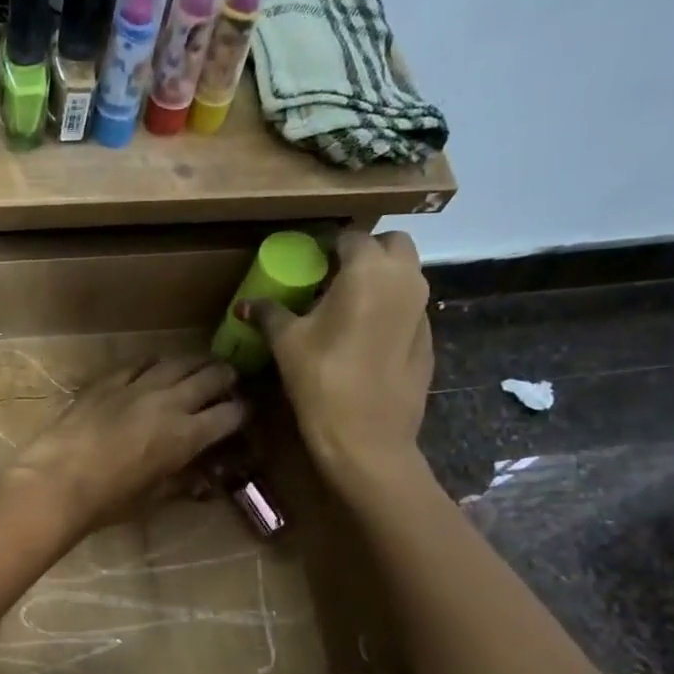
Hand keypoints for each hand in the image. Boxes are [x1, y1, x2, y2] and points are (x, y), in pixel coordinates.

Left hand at [3, 358, 246, 534]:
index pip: (230, 414)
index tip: (243, 415)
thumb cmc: (107, 501)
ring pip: (178, 362)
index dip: (243, 413)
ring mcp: (137, 386)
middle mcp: (169, 402)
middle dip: (226, 378)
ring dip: (195, 363)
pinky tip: (156, 368)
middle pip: (211, 377)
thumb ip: (181, 485)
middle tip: (229, 381)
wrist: (56, 481)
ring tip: (199, 367)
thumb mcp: (153, 499)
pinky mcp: (108, 380)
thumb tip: (202, 483)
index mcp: (187, 435)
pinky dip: (155, 364)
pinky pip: (140, 362)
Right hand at [238, 229, 432, 492]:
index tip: (307, 260)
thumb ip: (268, 314)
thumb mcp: (286, 343)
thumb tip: (245, 304)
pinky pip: (408, 309)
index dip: (327, 245)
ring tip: (344, 307)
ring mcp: (422, 310)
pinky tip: (363, 339)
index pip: (350, 236)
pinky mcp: (428, 339)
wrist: (367, 437)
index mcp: (368, 270)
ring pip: (405, 276)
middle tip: (332, 276)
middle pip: (392, 245)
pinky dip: (389, 310)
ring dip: (379, 280)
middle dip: (365, 252)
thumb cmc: (322, 380)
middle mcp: (405, 279)